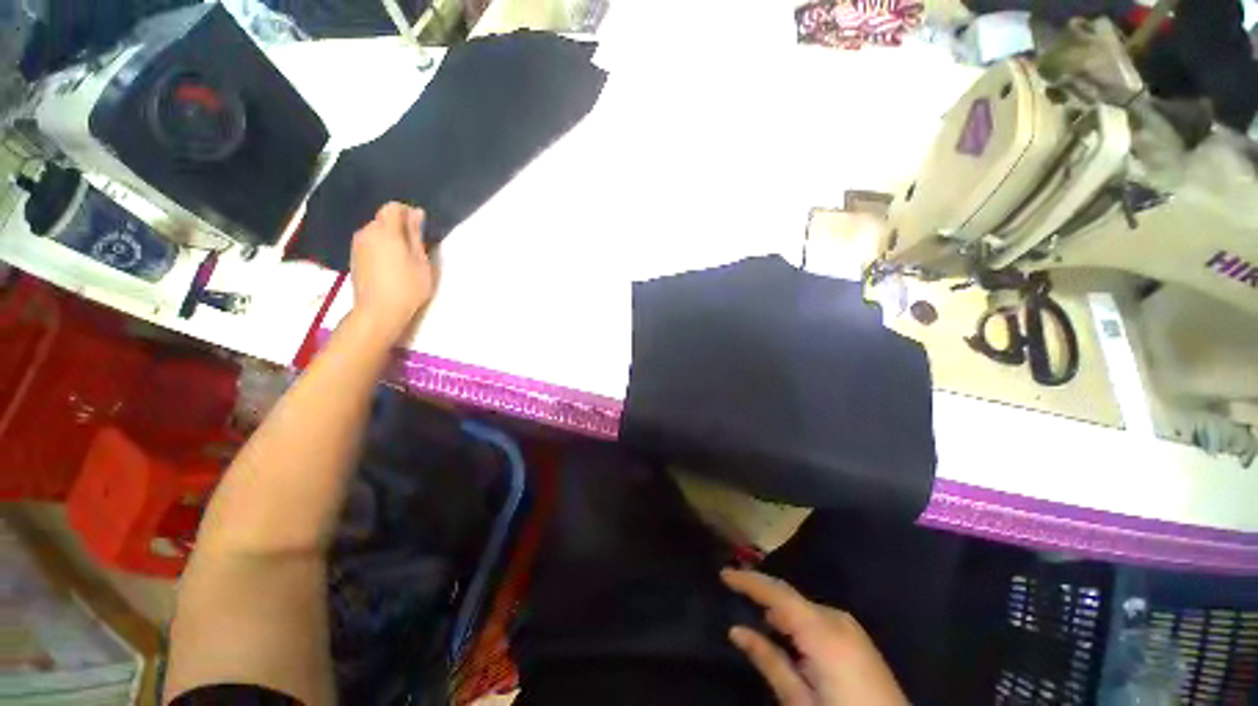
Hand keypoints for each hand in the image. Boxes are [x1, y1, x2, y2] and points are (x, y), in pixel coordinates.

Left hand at [349, 203, 435, 341]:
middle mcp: (367, 232)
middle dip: (399, 227)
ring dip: (390, 239)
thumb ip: (416, 234)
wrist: (378, 311)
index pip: (393, 207)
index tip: (421, 230)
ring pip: (376, 232)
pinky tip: (391, 266)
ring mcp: (357, 245)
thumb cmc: (407, 287)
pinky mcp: (354, 257)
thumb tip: (416, 213)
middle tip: (417, 247)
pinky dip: (381, 248)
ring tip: (405, 258)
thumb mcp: (421, 261)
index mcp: (386, 231)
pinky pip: (370, 243)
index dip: (408, 213)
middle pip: (383, 219)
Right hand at [722, 569, 907, 705]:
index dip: (749, 580)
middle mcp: (836, 619)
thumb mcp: (800, 701)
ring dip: (778, 607)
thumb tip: (737, 630)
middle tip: (734, 592)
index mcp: (821, 631)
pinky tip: (785, 632)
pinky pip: (817, 617)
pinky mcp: (857, 638)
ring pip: (803, 606)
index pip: (777, 593)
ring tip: (756, 614)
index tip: (723, 573)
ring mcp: (850, 627)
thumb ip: (769, 661)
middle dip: (762, 592)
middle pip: (790, 596)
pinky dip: (796, 619)